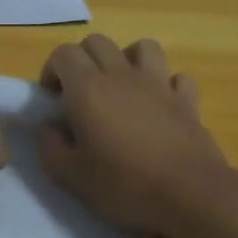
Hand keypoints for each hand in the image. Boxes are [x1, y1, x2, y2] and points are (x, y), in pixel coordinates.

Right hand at [38, 35, 235, 237]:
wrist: (189, 194)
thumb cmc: (124, 186)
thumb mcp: (71, 177)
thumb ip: (50, 147)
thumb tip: (48, 127)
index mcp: (88, 89)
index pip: (63, 53)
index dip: (52, 71)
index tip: (53, 99)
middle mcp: (122, 75)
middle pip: (97, 42)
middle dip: (83, 60)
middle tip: (80, 94)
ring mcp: (159, 83)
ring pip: (141, 47)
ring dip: (127, 60)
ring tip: (122, 88)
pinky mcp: (187, 100)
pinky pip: (176, 77)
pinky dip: (166, 84)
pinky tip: (161, 105)